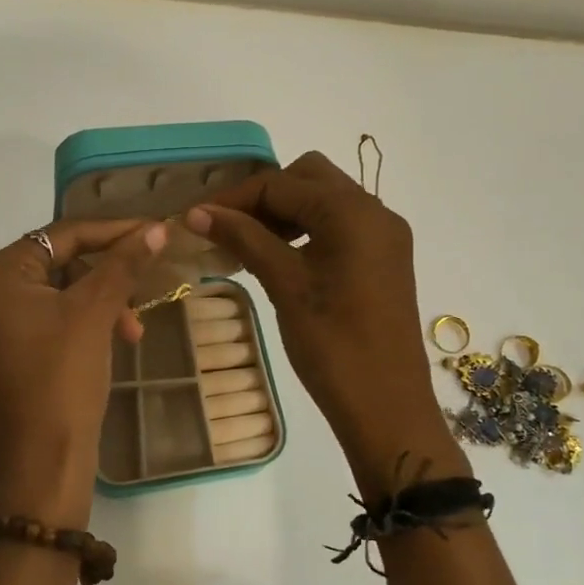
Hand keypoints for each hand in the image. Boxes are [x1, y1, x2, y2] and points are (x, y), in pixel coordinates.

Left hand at [0, 220, 168, 529]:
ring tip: (129, 335)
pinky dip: (70, 331)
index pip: (60, 238)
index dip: (113, 232)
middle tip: (142, 299)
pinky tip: (99, 348)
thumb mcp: (95, 314)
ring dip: (92, 309)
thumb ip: (123, 264)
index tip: (154, 233)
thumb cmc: (63, 381)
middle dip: (104, 281)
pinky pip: (33, 331)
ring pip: (46, 302)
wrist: (39, 469)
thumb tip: (156, 228)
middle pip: (53, 270)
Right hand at [186, 153, 462, 496]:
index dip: (235, 199)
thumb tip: (197, 212)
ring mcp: (385, 236)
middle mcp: (375, 211)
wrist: (387, 406)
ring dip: (286, 212)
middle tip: (229, 228)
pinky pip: (341, 225)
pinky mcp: (385, 259)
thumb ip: (244, 239)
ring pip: (326, 200)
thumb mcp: (285, 286)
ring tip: (249, 243)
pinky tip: (282, 257)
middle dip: (264, 196)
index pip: (281, 184)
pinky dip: (308, 230)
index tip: (196, 219)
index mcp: (353, 212)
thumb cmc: (333, 346)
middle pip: (309, 178)